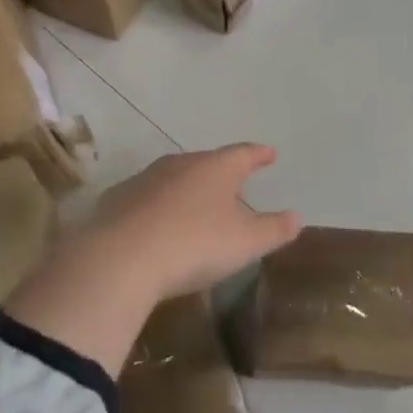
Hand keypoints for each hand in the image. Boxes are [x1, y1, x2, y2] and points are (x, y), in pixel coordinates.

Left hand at [78, 144, 302, 301]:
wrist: (120, 259)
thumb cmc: (195, 244)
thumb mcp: (245, 242)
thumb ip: (274, 229)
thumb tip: (296, 217)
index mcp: (215, 168)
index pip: (243, 154)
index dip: (258, 155)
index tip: (269, 153)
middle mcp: (179, 165)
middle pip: (206, 164)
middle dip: (221, 174)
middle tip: (234, 186)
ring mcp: (144, 181)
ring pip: (174, 179)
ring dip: (188, 191)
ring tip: (197, 208)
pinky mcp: (116, 202)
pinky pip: (146, 200)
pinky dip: (158, 209)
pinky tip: (158, 228)